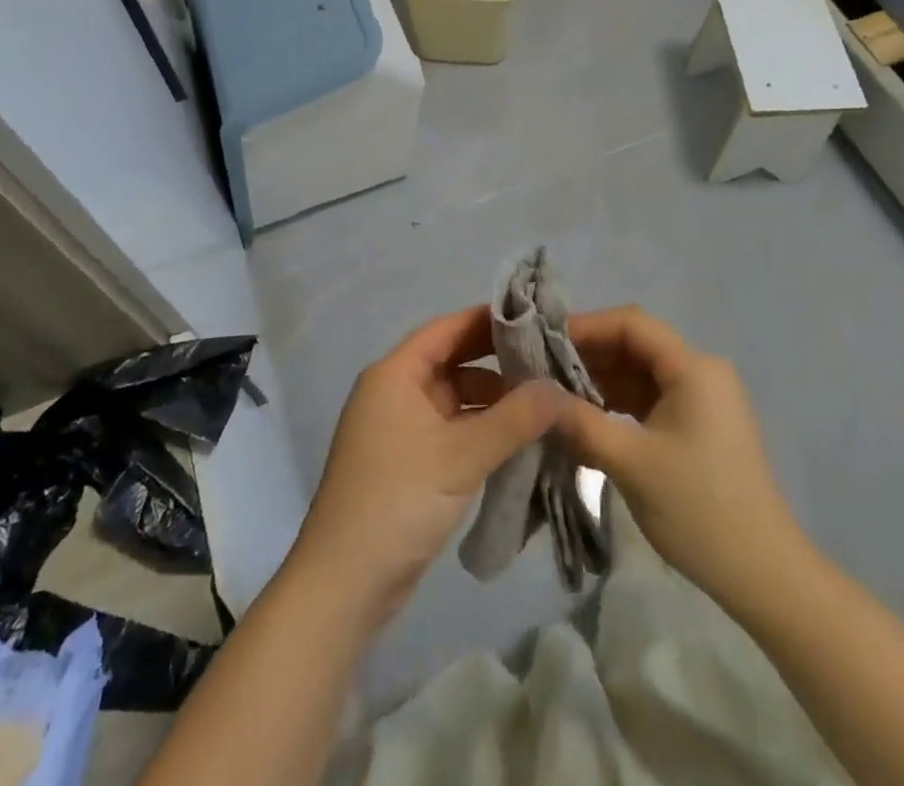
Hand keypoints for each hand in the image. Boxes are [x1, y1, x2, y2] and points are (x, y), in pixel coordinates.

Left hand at [284, 307, 564, 628]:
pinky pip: (451, 430)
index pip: (446, 329)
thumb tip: (560, 389)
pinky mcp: (408, 463)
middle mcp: (394, 392)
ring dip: (492, 401)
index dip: (488, 321)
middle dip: (497, 362)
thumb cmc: (398, 501)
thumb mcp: (461, 456)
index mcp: (395, 374)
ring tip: (542, 405)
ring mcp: (399, 429)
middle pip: (452, 362)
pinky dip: (480, 430)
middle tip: (548, 363)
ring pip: (454, 399)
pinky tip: (517, 440)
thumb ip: (514, 419)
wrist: (344, 585)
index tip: (534, 318)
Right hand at [553, 307, 808, 603]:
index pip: (631, 324)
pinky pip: (651, 397)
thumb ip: (579, 422)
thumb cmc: (699, 510)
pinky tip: (586, 416)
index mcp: (693, 368)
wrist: (764, 576)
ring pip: (640, 372)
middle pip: (635, 345)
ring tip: (555, 393)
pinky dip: (618, 402)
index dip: (586, 326)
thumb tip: (533, 393)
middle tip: (540, 369)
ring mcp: (702, 399)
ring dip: (600, 379)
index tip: (543, 341)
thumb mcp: (631, 463)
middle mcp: (701, 372)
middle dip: (588, 354)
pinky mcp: (698, 424)